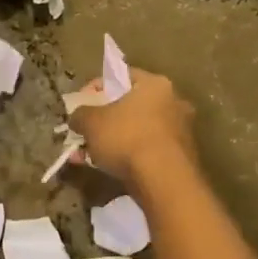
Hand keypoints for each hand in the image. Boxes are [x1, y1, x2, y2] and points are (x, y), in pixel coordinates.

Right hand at [68, 67, 198, 184]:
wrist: (164, 182)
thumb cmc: (127, 138)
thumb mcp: (90, 122)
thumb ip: (80, 114)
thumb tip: (77, 117)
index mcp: (155, 84)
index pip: (120, 76)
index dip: (95, 89)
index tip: (80, 105)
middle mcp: (173, 102)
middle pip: (129, 106)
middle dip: (102, 121)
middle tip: (83, 133)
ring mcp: (180, 131)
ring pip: (136, 131)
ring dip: (111, 141)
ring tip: (87, 156)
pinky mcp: (180, 157)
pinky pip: (146, 150)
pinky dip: (126, 156)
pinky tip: (105, 169)